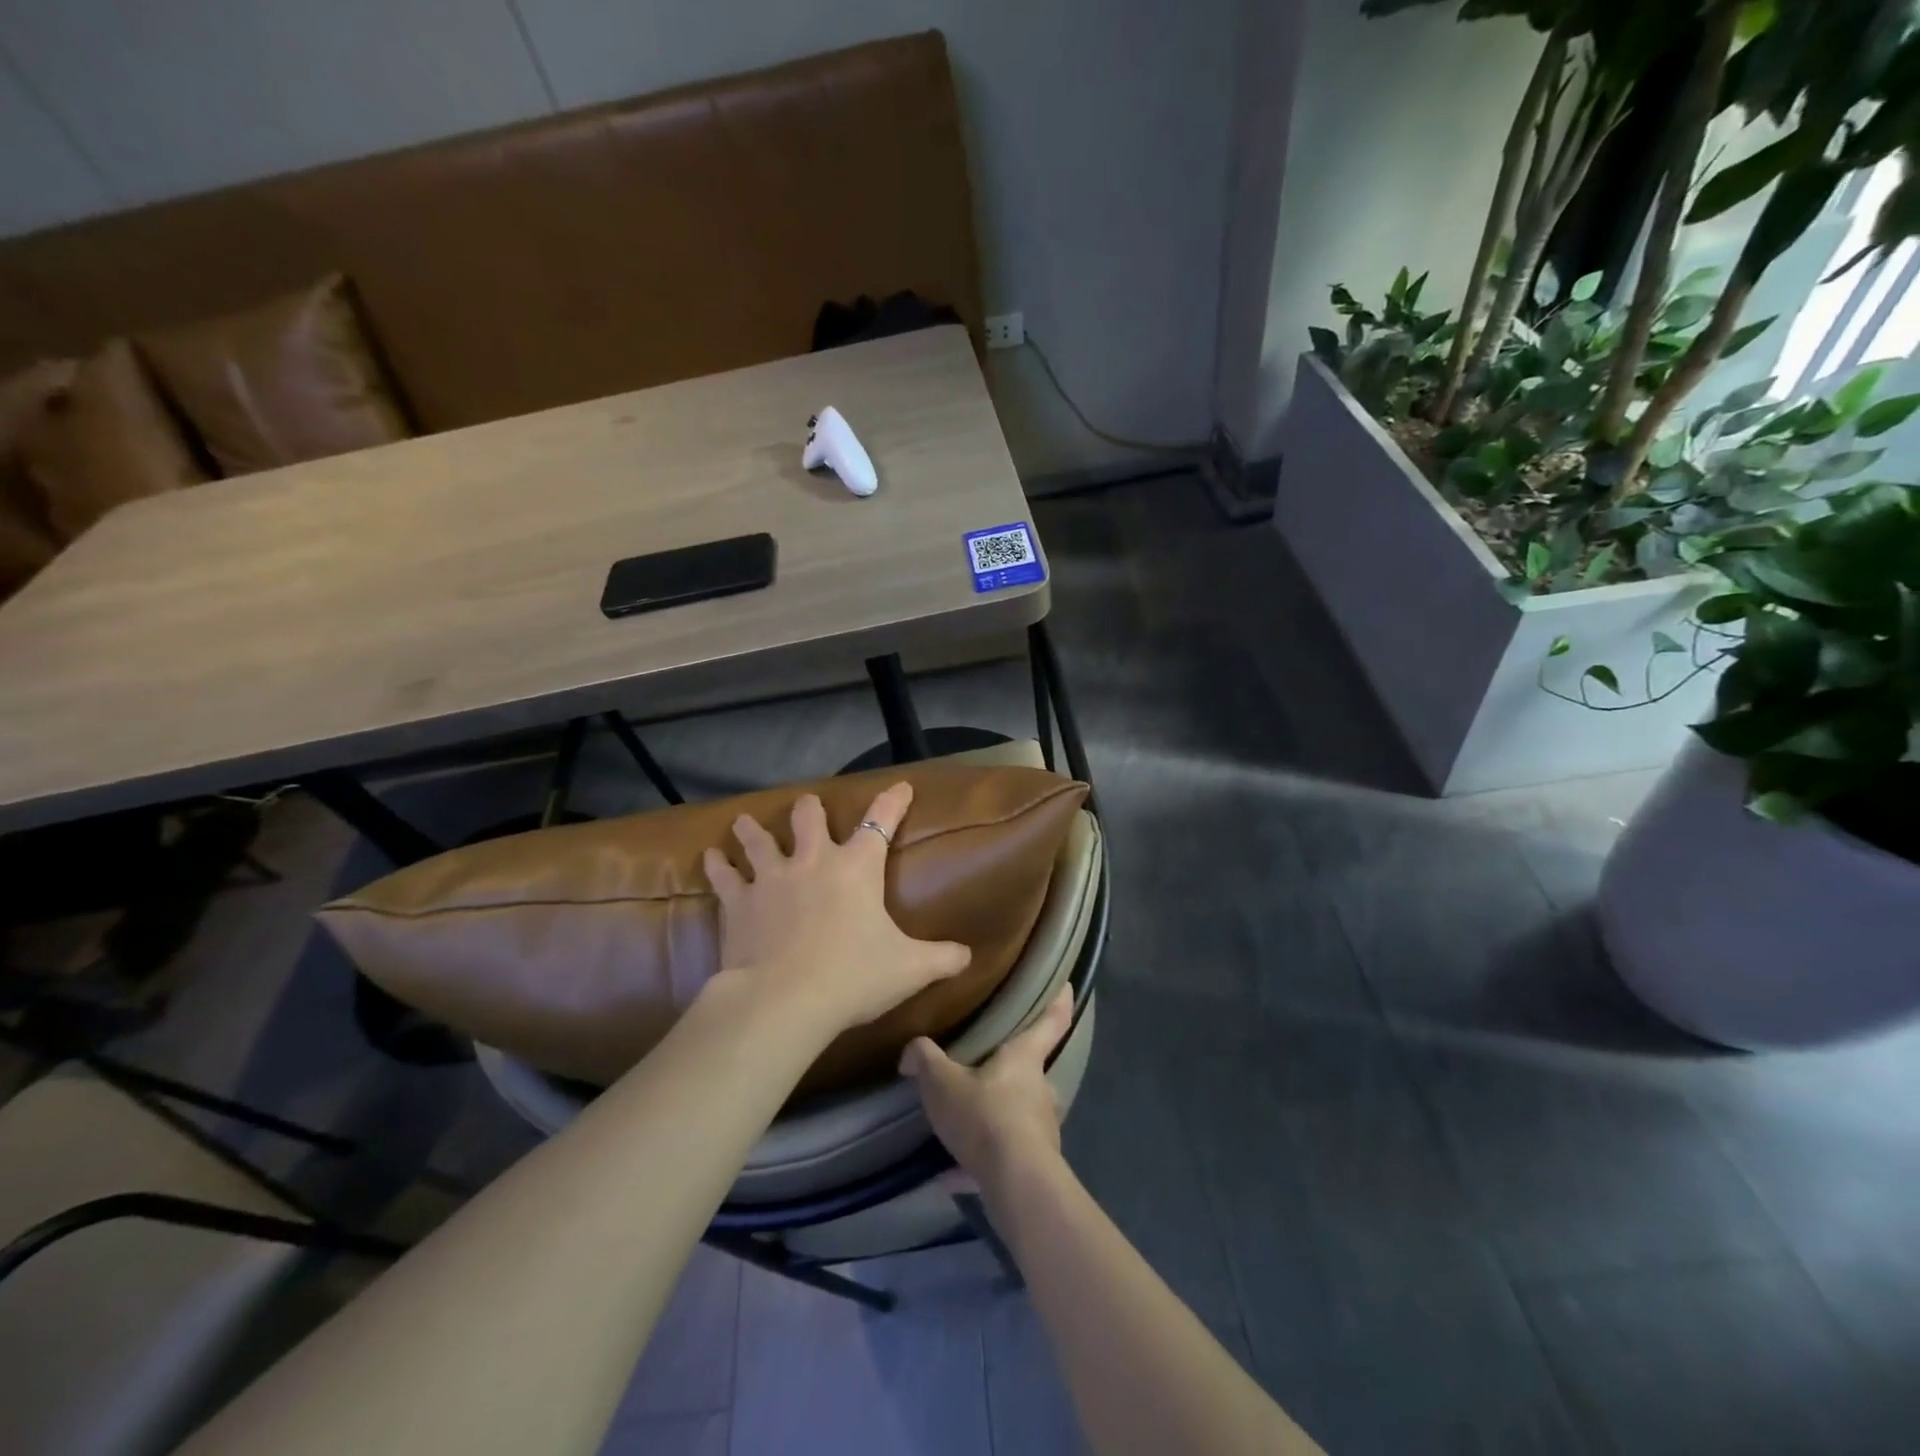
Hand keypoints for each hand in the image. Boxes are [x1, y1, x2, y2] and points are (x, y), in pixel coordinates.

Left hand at [702, 783, 971, 1039]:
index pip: (881, 822)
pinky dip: (717, 866)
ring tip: (743, 822)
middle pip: (808, 817)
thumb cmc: (854, 976)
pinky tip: (710, 857)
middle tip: (808, 808)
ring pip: (758, 839)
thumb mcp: (909, 969)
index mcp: (857, 867)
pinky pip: (724, 875)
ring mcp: (771, 877)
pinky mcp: (739, 901)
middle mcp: (813, 861)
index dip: (893, 802)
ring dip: (752, 830)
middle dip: (809, 809)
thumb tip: (969, 956)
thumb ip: (941, 958)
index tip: (901, 787)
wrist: (785, 1000)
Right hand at [900, 986, 1074, 1188]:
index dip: (1059, 1000)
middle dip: (1010, 1070)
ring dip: (993, 1118)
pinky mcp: (1035, 1164)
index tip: (1066, 985)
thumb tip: (911, 1051)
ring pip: (1017, 1114)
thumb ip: (925, 1059)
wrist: (1016, 1184)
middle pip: (1030, 1070)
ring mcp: (1042, 1128)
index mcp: (1025, 1057)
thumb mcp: (942, 1082)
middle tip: (983, 1068)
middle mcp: (1040, 1088)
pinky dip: (979, 1162)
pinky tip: (948, 1174)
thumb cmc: (985, 1116)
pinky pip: (1004, 1155)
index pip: (1051, 1019)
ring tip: (959, 1125)